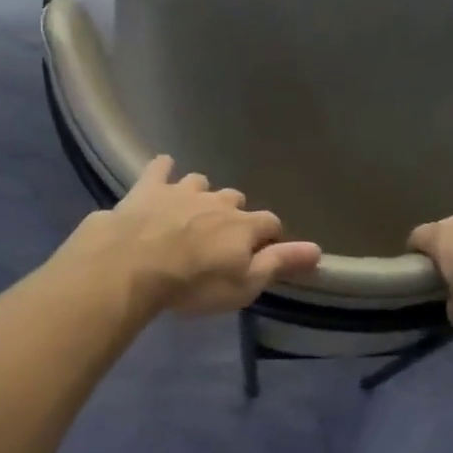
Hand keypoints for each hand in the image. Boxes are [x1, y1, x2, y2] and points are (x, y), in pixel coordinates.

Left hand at [62, 157, 321, 316]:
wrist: (134, 264)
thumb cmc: (193, 283)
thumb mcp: (243, 284)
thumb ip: (279, 264)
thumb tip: (318, 250)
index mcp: (243, 225)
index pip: (270, 223)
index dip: (269, 236)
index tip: (264, 248)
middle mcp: (218, 201)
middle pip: (235, 199)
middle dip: (234, 213)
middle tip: (222, 234)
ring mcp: (183, 190)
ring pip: (200, 182)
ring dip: (201, 194)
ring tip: (193, 209)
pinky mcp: (150, 187)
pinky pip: (161, 168)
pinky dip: (164, 169)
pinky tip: (163, 169)